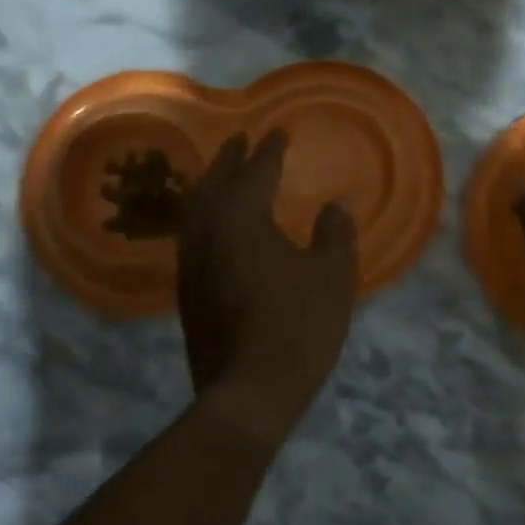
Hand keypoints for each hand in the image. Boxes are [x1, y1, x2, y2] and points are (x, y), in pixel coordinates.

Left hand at [177, 130, 357, 430]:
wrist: (248, 392)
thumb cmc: (297, 326)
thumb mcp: (331, 275)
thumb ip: (335, 232)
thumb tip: (337, 202)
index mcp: (241, 218)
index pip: (256, 171)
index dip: (270, 150)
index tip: (279, 132)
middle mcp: (207, 231)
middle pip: (215, 182)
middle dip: (230, 159)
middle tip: (241, 140)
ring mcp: (191, 262)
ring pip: (196, 209)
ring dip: (211, 185)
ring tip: (225, 175)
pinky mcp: (187, 291)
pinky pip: (193, 236)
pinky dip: (204, 217)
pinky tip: (216, 228)